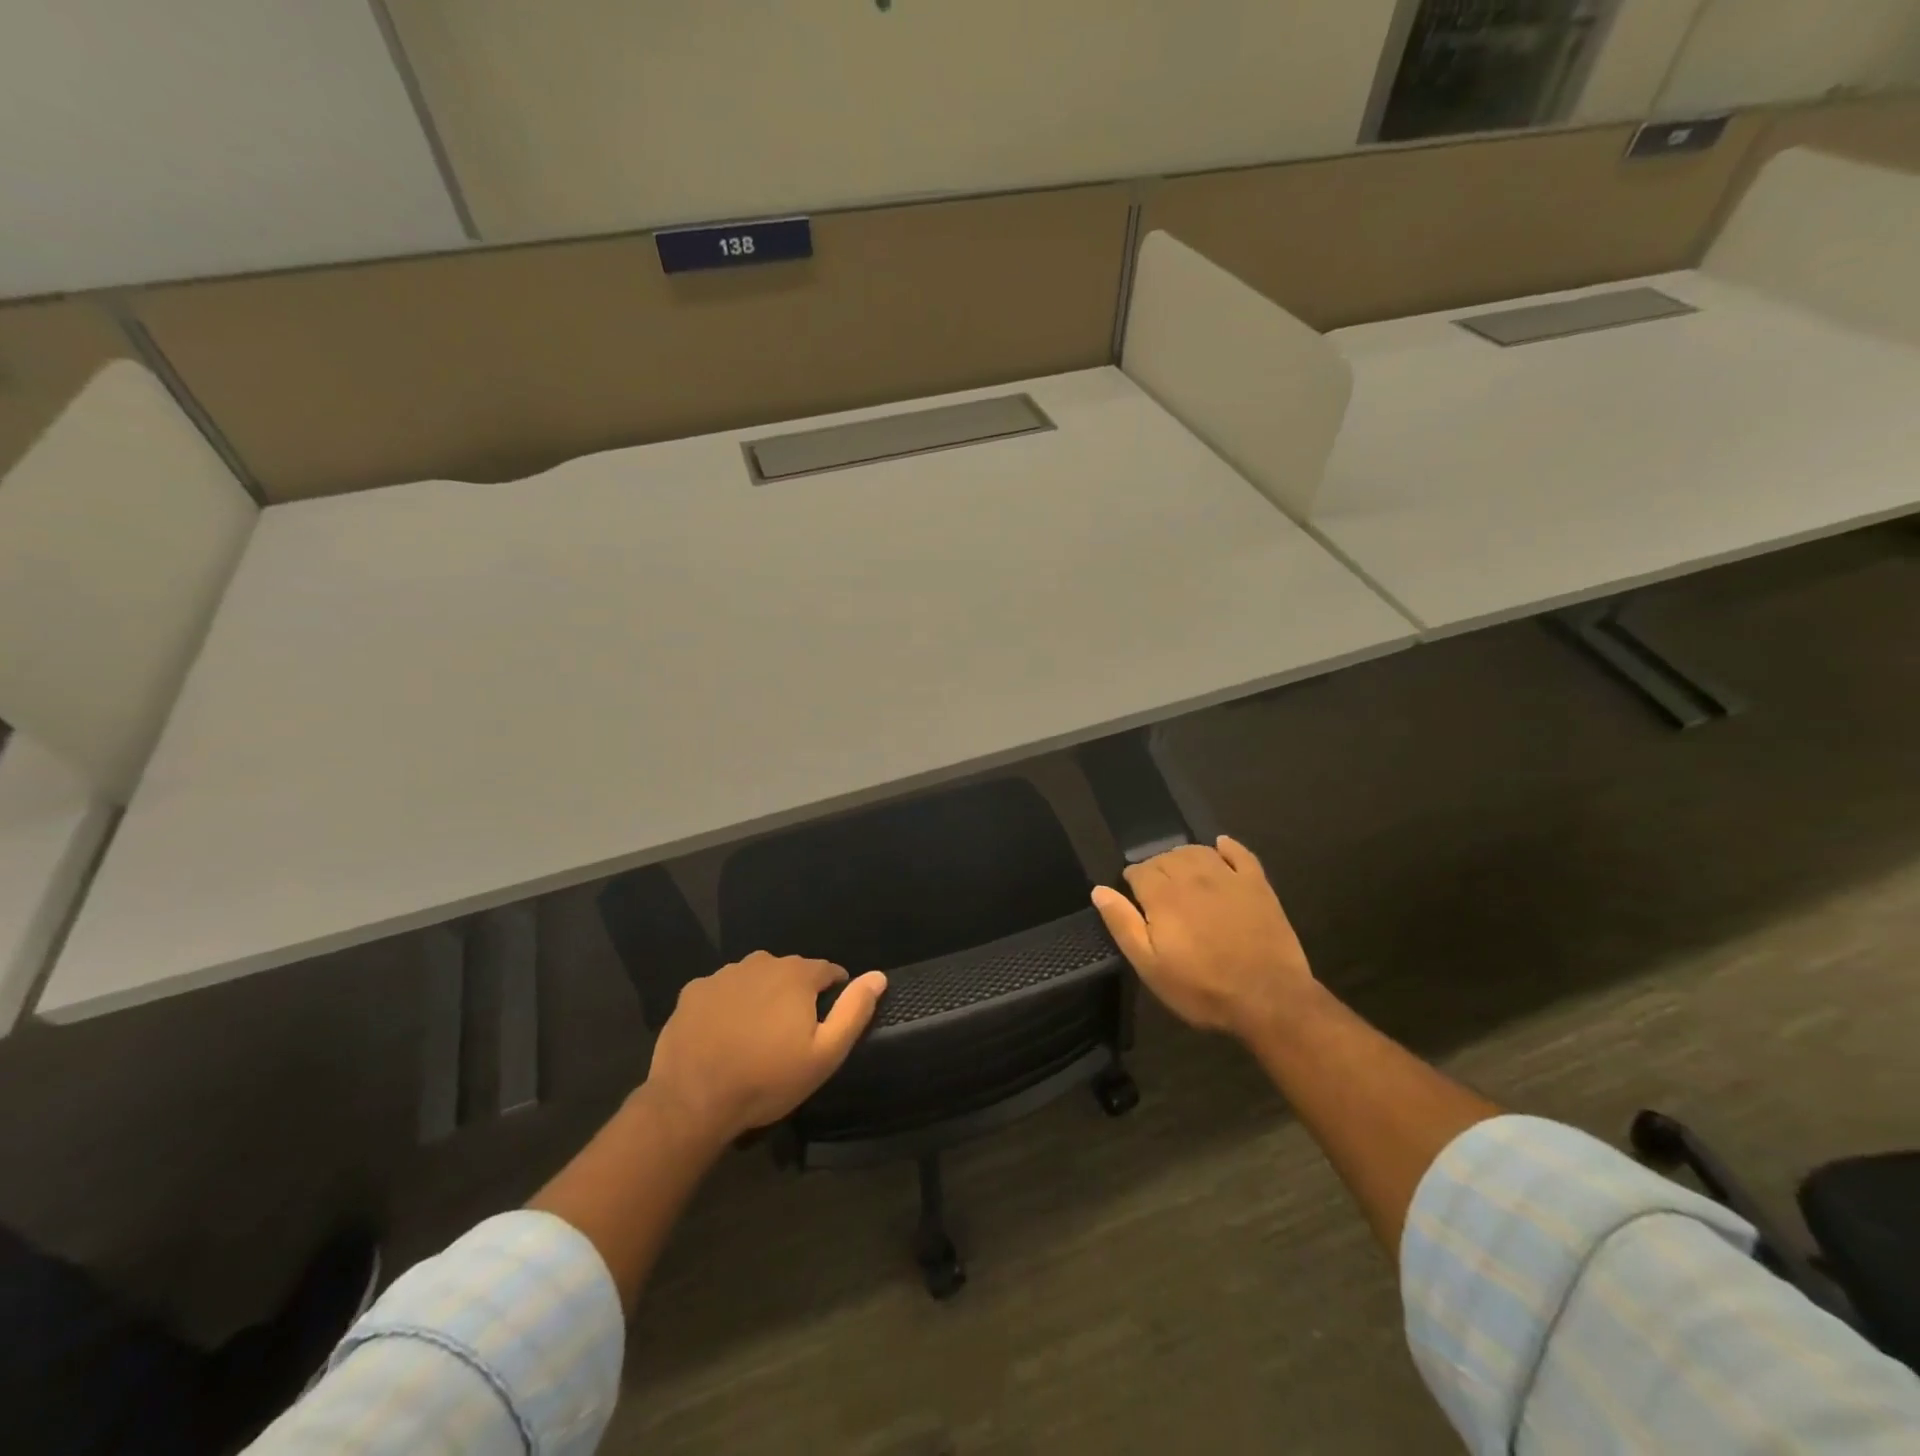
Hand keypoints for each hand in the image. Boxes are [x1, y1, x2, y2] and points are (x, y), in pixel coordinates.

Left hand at [644, 952, 886, 1144]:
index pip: (827, 970)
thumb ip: (854, 1011)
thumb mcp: (825, 1054)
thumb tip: (879, 976)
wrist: (692, 1101)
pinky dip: (727, 1005)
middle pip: (789, 972)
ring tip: (755, 1035)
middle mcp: (761, 962)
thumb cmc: (767, 1079)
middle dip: (795, 995)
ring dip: (761, 997)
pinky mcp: (693, 991)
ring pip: (754, 979)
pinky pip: (721, 991)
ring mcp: (723, 975)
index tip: (826, 1021)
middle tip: (790, 1034)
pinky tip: (723, 1034)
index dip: (832, 993)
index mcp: (796, 974)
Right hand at [1091, 836, 1314, 1040]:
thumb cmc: (1202, 988)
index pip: (1138, 871)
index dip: (1132, 882)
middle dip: (1156, 869)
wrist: (1269, 1000)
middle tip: (1157, 893)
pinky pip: (1239, 853)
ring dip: (1183, 857)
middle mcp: (1193, 876)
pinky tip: (1220, 846)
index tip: (1134, 900)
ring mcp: (1228, 877)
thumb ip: (1123, 924)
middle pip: (1165, 857)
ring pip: (1197, 851)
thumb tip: (1100, 890)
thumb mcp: (1150, 966)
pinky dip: (1227, 847)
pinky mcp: (1257, 885)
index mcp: (1163, 895)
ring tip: (1180, 874)